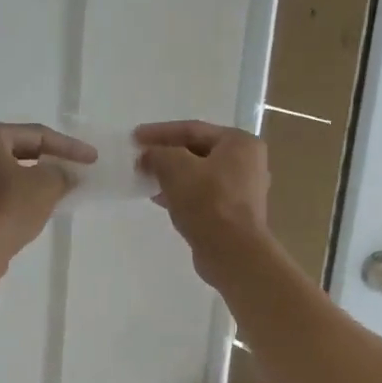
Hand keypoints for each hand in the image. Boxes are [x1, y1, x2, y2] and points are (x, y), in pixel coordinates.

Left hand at [0, 122, 96, 273]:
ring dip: (36, 177)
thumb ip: (62, 172)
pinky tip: (39, 202)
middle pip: (19, 149)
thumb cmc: (7, 208)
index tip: (93, 158)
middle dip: (50, 159)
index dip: (69, 146)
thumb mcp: (47, 184)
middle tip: (77, 168)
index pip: (36, 134)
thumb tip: (66, 174)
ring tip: (62, 185)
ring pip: (8, 170)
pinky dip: (20, 192)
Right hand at [135, 121, 271, 286]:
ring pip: (199, 175)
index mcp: (240, 143)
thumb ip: (158, 154)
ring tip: (144, 179)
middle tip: (139, 158)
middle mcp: (247, 162)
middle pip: (197, 151)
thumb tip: (147, 156)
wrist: (233, 252)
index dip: (160, 132)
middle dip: (166, 155)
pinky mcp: (233, 213)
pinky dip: (181, 193)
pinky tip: (159, 199)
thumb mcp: (176, 168)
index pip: (193, 129)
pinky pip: (203, 195)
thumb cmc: (208, 202)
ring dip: (171, 175)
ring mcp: (242, 190)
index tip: (134, 137)